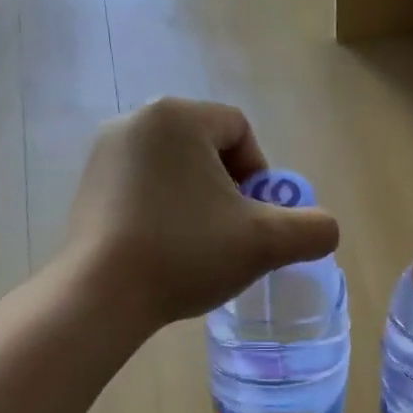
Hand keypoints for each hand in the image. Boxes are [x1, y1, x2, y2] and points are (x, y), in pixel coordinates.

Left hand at [61, 98, 339, 335]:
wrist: (103, 294)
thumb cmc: (187, 253)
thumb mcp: (266, 243)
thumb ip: (312, 230)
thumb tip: (325, 229)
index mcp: (177, 117)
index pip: (240, 130)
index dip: (261, 175)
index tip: (256, 219)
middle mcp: (135, 121)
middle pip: (207, 149)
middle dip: (229, 191)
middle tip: (233, 236)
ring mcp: (104, 154)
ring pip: (175, 171)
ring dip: (198, 203)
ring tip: (200, 247)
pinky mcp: (88, 187)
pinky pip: (144, 188)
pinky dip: (164, 213)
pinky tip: (166, 251)